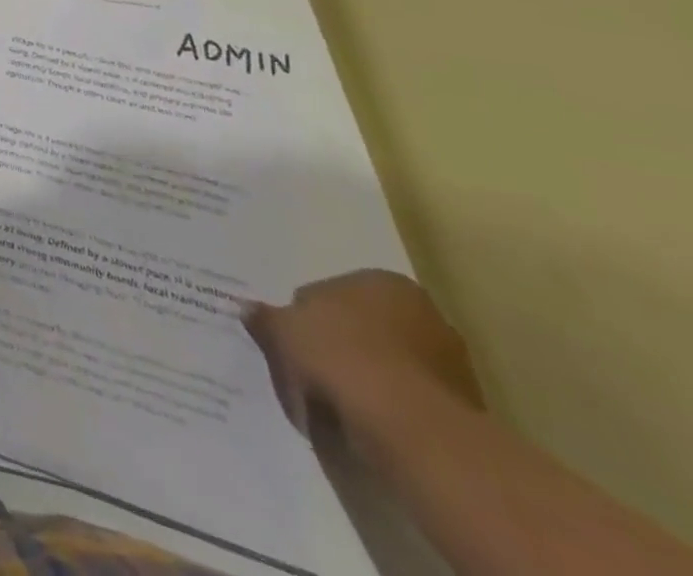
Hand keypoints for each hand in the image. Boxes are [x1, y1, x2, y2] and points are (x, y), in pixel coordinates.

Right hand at [244, 269, 482, 438]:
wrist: (409, 430)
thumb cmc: (339, 357)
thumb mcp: (281, 330)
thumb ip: (265, 317)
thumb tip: (248, 309)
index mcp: (383, 281)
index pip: (334, 290)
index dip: (308, 314)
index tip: (293, 337)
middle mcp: (424, 313)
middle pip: (366, 326)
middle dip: (342, 343)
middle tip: (309, 364)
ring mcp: (451, 365)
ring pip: (389, 364)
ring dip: (366, 377)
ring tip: (333, 399)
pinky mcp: (462, 412)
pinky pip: (407, 399)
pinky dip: (386, 406)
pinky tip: (362, 420)